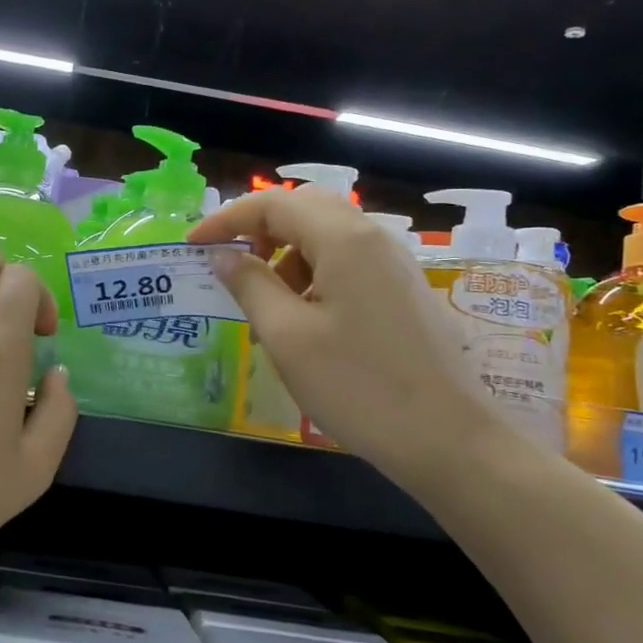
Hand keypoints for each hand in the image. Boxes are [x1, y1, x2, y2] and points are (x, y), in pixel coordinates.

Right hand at [190, 186, 502, 478]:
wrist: (449, 438)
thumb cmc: (358, 386)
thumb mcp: (287, 337)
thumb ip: (250, 285)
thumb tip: (223, 255)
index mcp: (343, 239)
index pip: (272, 203)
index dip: (226, 219)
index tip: (193, 245)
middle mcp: (373, 237)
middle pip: (305, 207)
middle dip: (260, 228)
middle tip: (232, 264)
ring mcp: (395, 263)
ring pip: (328, 233)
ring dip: (287, 251)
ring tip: (266, 300)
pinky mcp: (404, 289)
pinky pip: (349, 259)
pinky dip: (315, 270)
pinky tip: (305, 316)